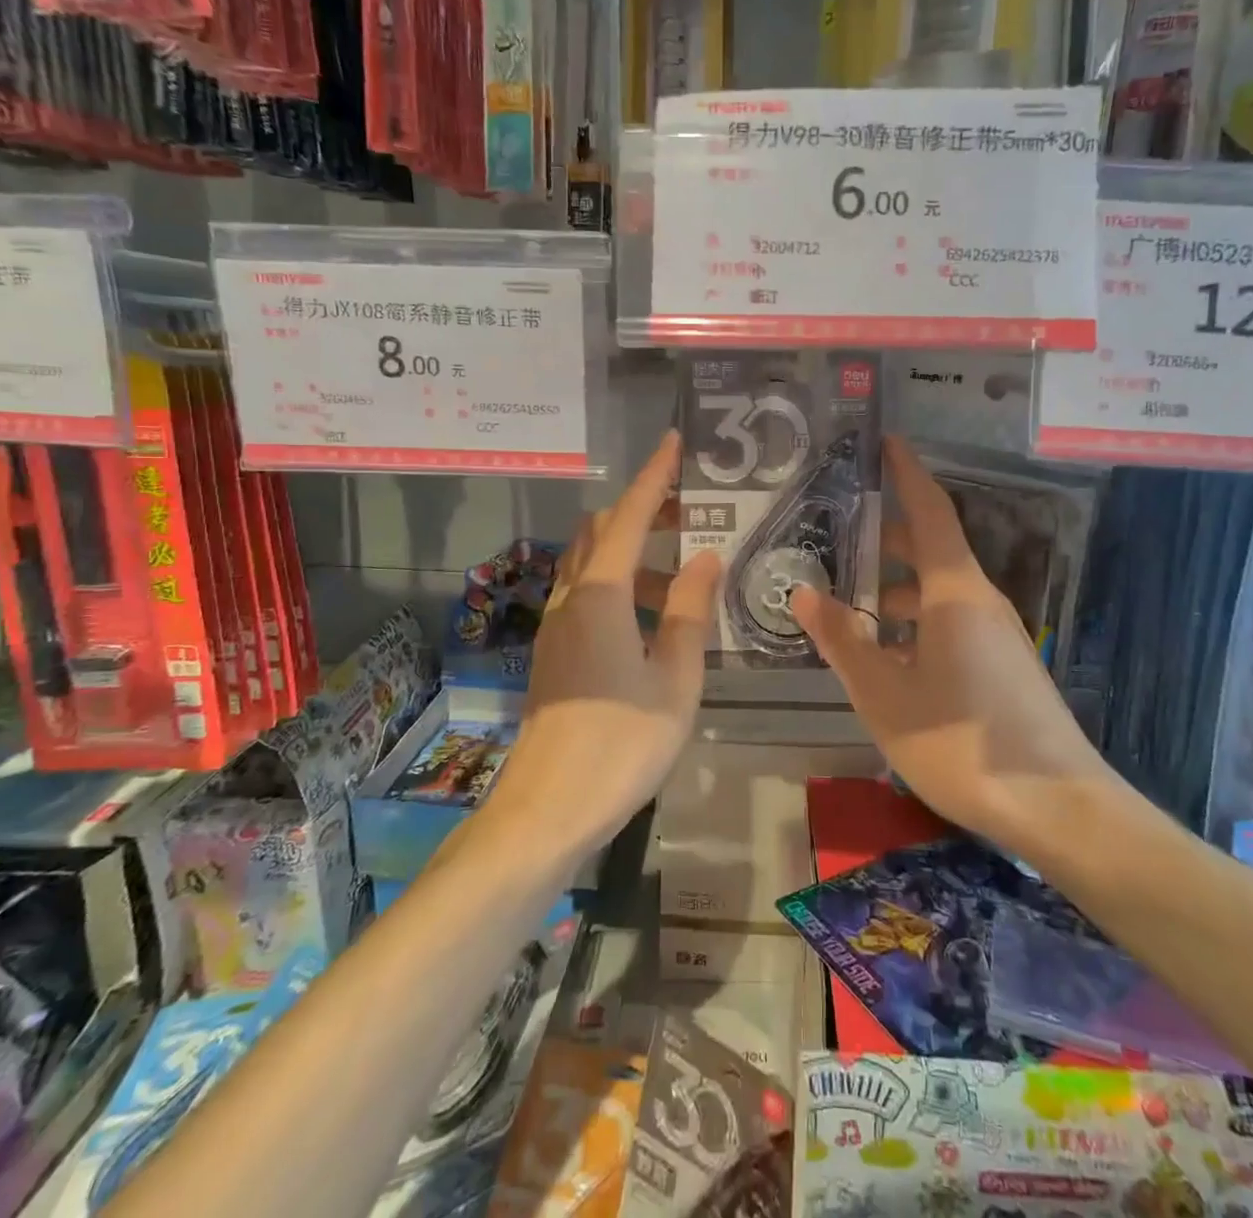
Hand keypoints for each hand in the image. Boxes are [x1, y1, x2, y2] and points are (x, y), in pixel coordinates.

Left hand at [480, 431, 721, 860]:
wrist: (546, 811)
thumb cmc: (621, 743)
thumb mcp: (674, 678)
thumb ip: (688, 611)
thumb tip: (706, 557)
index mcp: (600, 596)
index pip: (629, 517)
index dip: (653, 477)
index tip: (673, 442)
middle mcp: (570, 600)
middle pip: (599, 533)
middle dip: (641, 511)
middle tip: (688, 510)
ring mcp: (555, 627)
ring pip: (590, 566)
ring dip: (630, 552)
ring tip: (682, 568)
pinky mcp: (553, 654)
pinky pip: (586, 596)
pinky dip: (618, 584)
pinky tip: (651, 615)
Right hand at [790, 436, 1129, 860]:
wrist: (1057, 807)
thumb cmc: (961, 742)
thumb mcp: (884, 694)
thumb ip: (842, 641)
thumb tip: (804, 592)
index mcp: (955, 593)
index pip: (930, 512)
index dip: (907, 473)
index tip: (886, 441)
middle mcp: (979, 601)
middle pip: (931, 548)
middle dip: (887, 533)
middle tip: (837, 525)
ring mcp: (996, 634)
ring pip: (938, 590)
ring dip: (895, 585)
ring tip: (847, 595)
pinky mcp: (1002, 664)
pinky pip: (949, 621)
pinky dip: (913, 619)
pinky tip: (884, 650)